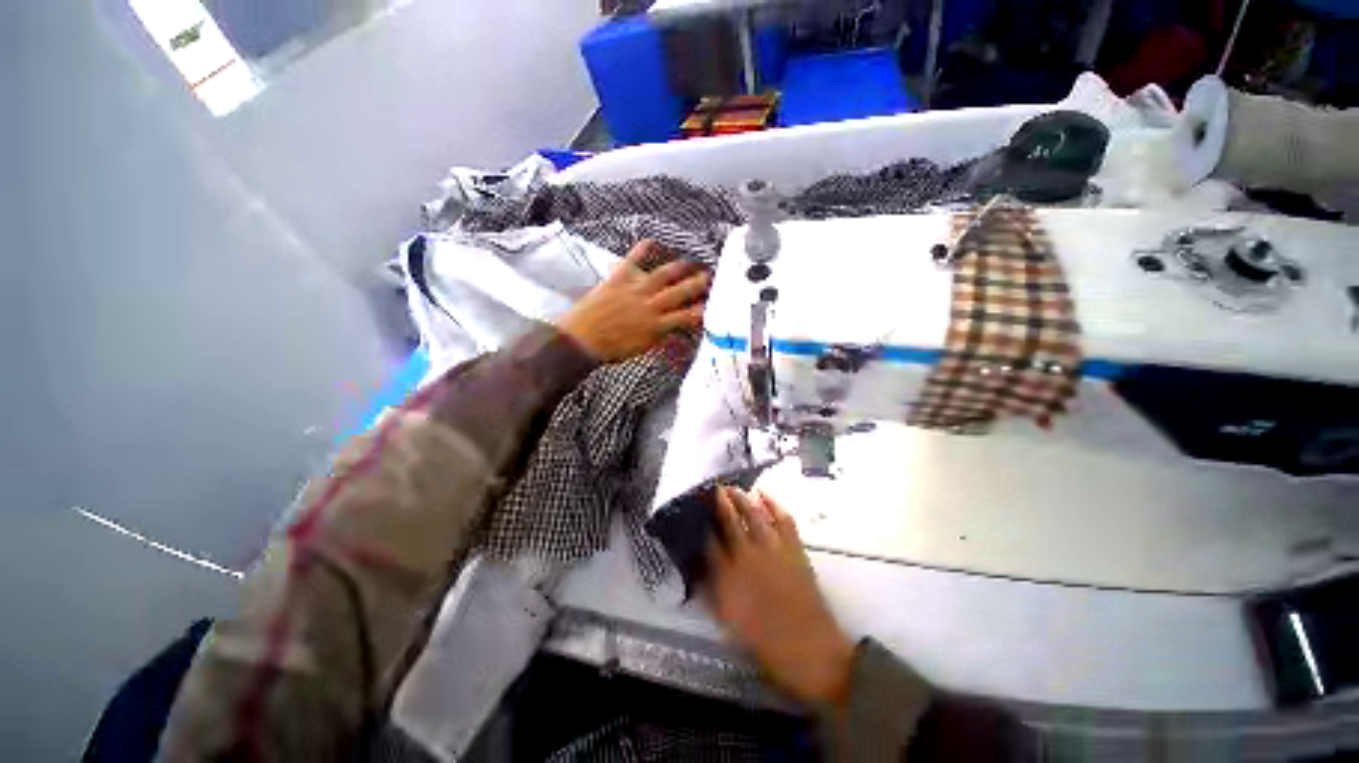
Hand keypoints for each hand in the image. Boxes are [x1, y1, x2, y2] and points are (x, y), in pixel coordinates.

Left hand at [557, 240, 709, 361]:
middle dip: (699, 283)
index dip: (703, 309)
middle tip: (710, 276)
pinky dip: (644, 248)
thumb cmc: (612, 348)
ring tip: (692, 261)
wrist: (582, 340)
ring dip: (682, 266)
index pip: (688, 316)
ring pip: (665, 274)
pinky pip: (634, 258)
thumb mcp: (643, 347)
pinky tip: (654, 240)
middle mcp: (651, 305)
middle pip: (682, 291)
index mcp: (657, 325)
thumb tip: (677, 330)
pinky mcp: (619, 278)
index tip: (713, 304)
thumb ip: (662, 336)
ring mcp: (636, 289)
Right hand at [706, 486, 855, 706]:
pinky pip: (782, 518)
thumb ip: (711, 593)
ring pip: (753, 514)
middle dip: (720, 503)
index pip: (709, 542)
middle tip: (713, 489)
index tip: (697, 514)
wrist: (810, 649)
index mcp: (728, 576)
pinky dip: (773, 503)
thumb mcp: (729, 622)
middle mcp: (747, 555)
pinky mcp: (793, 547)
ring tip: (732, 488)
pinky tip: (763, 494)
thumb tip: (697, 572)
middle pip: (729, 521)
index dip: (702, 525)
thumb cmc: (766, 642)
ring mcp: (772, 548)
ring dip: (741, 498)